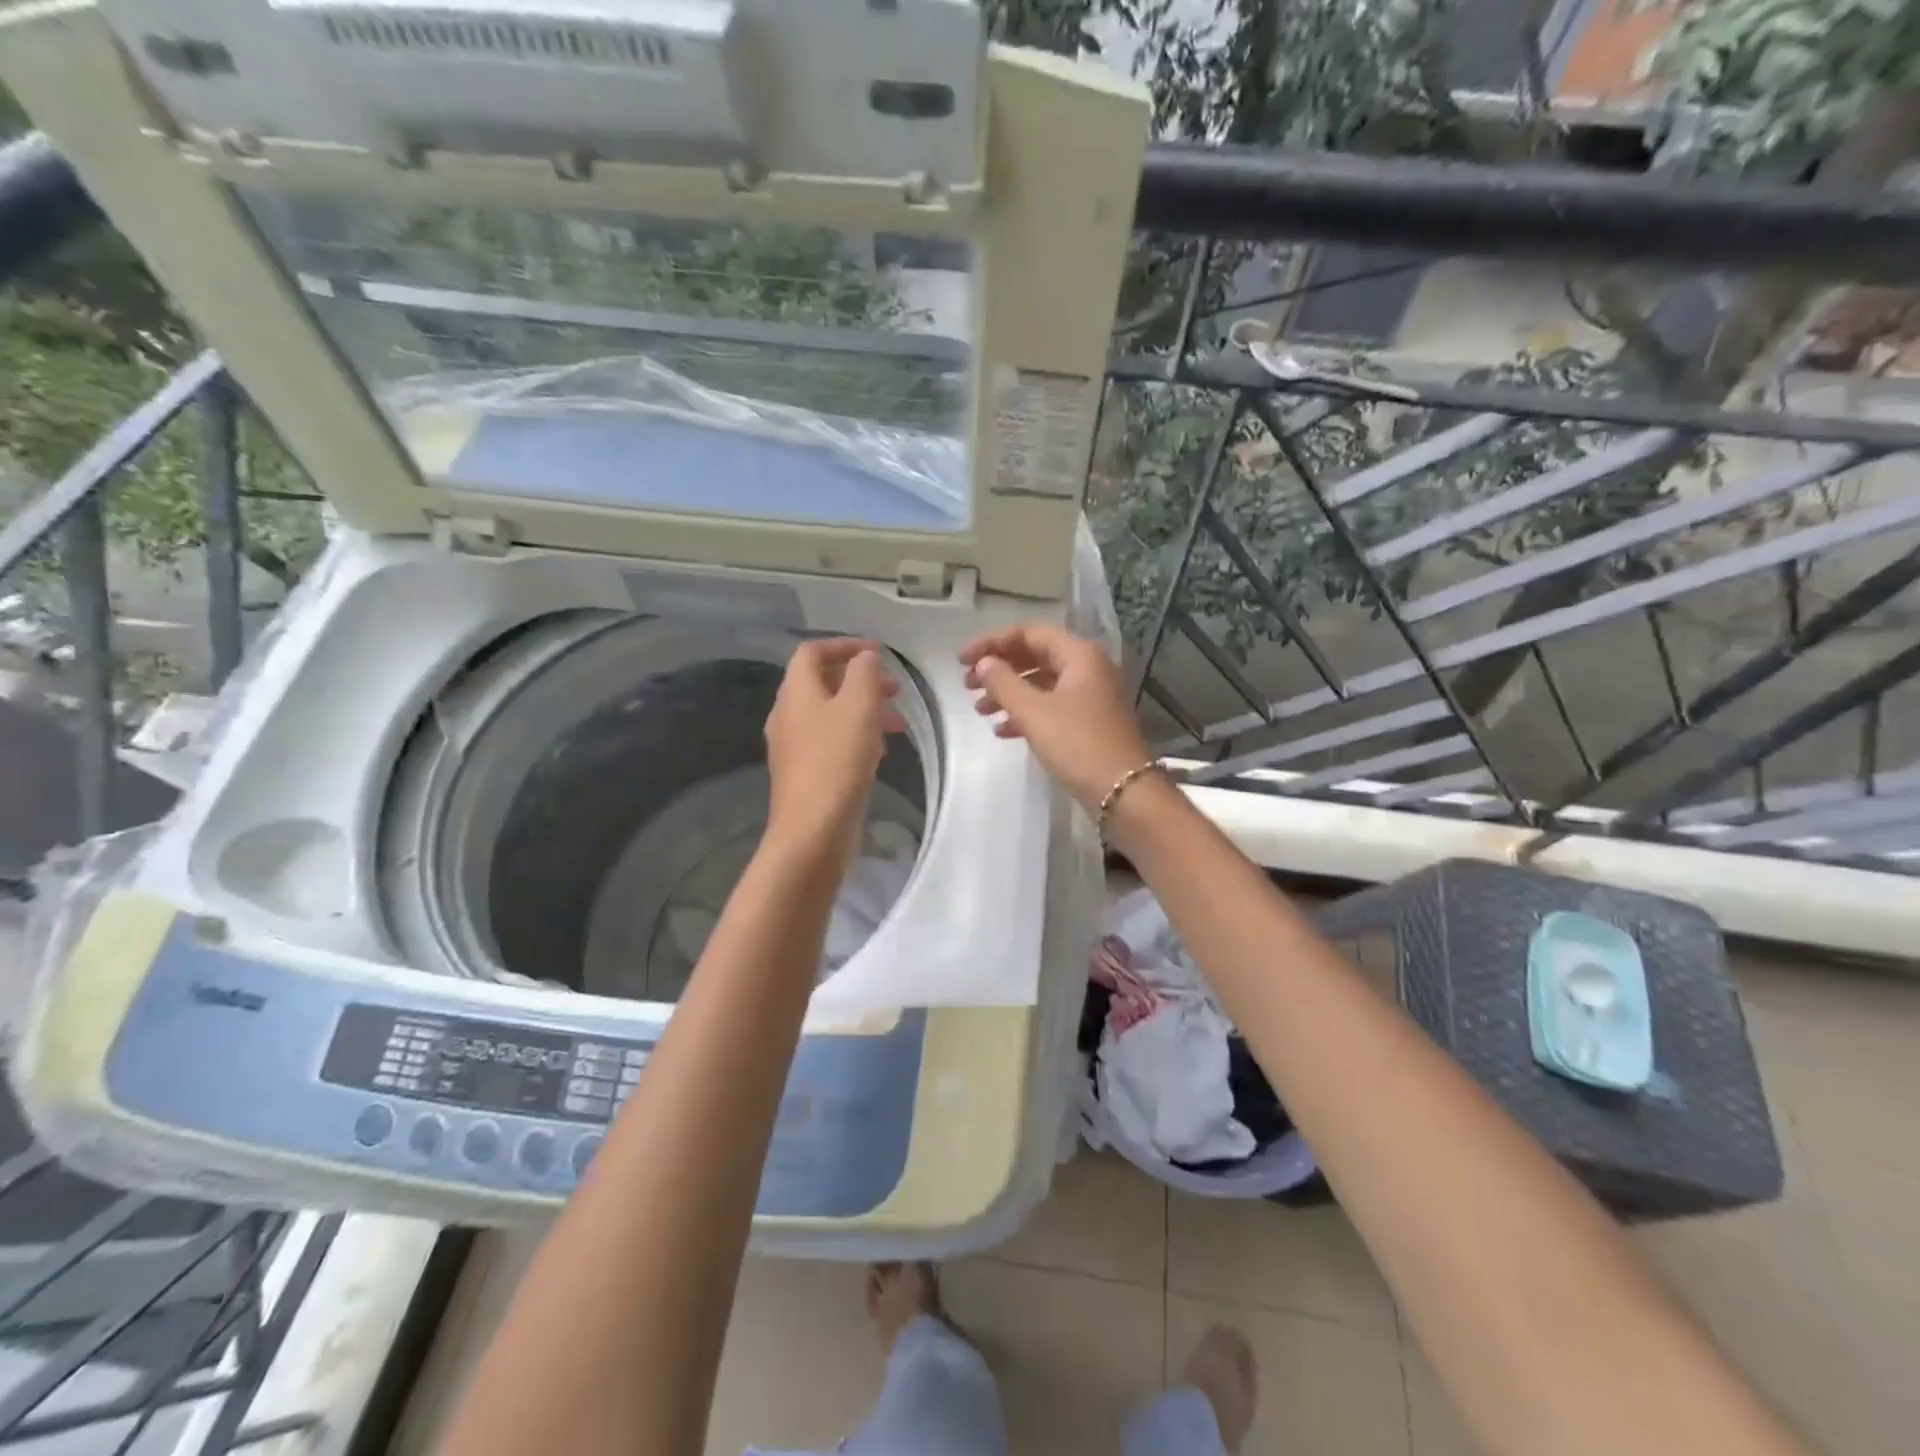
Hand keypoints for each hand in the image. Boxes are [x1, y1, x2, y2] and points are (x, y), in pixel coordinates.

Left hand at [763, 638, 906, 869]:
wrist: (813, 828)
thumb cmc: (838, 760)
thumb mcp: (859, 706)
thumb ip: (864, 673)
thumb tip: (864, 657)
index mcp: (795, 692)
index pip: (812, 652)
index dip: (845, 645)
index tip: (878, 653)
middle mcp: (787, 714)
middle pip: (821, 683)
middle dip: (859, 680)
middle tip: (894, 688)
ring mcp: (793, 746)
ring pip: (829, 714)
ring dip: (862, 709)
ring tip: (897, 722)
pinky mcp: (804, 773)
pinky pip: (829, 741)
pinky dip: (855, 735)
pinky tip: (879, 751)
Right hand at [959, 622, 1153, 811]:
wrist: (1124, 793)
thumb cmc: (1078, 745)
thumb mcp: (1034, 712)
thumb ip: (1003, 683)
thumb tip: (984, 663)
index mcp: (1079, 655)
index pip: (1028, 633)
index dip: (991, 642)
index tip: (960, 660)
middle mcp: (1089, 667)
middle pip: (1035, 656)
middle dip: (999, 668)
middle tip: (967, 684)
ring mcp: (1092, 695)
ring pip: (1042, 683)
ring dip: (1009, 693)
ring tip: (980, 710)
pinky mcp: (1090, 721)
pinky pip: (1052, 706)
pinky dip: (1027, 713)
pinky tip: (1002, 730)